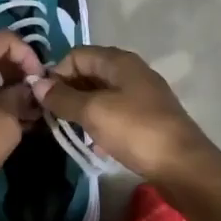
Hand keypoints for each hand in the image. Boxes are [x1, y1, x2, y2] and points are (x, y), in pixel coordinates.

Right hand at [31, 46, 217, 184]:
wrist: (183, 166)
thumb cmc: (136, 130)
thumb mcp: (94, 112)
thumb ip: (63, 98)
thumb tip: (37, 84)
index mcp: (120, 61)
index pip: (77, 55)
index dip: (57, 73)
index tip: (44, 99)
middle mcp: (132, 71)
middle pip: (90, 72)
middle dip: (68, 91)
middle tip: (53, 116)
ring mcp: (142, 95)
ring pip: (102, 94)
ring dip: (83, 109)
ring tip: (71, 131)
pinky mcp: (148, 118)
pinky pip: (115, 112)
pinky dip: (101, 123)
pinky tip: (95, 144)